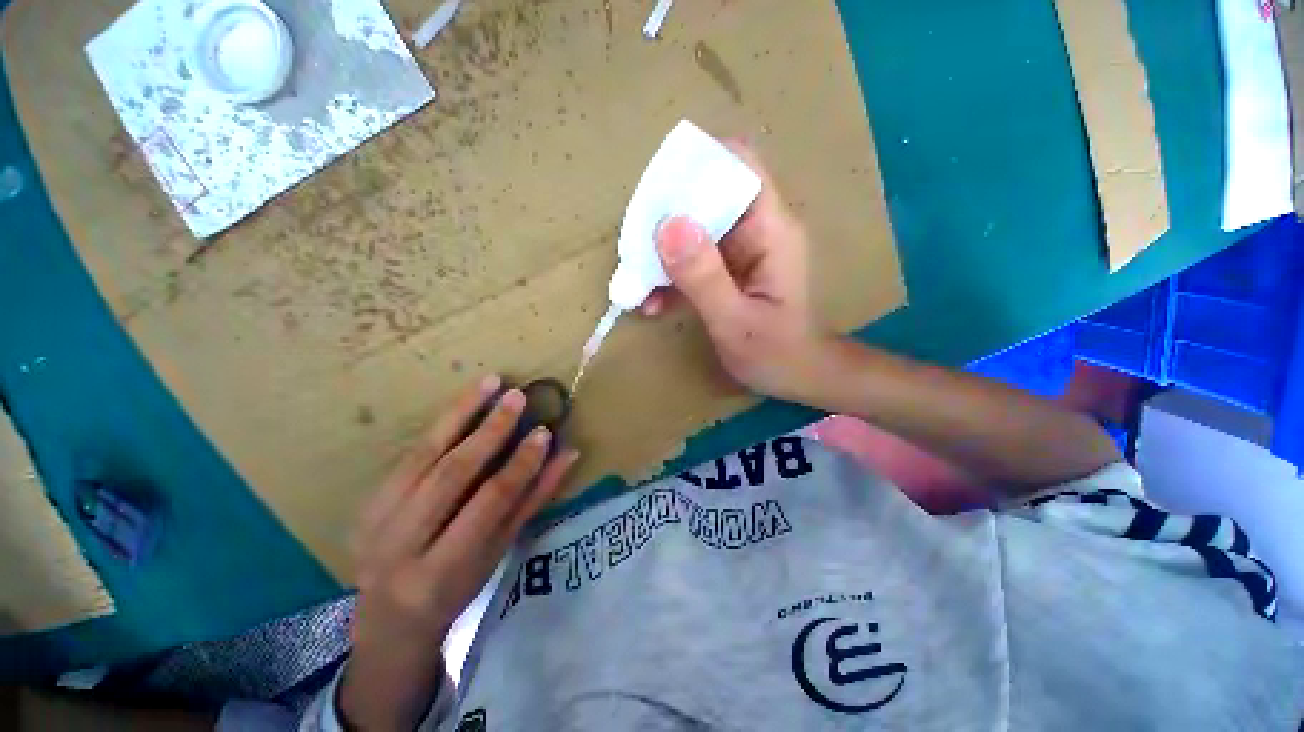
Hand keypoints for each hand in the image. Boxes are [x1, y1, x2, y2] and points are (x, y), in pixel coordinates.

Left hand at [339, 375, 578, 730]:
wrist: (389, 616)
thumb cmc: (458, 587)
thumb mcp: (499, 551)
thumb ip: (534, 500)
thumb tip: (568, 455)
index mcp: (443, 567)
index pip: (490, 502)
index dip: (521, 464)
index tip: (544, 431)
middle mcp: (402, 542)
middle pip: (451, 473)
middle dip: (489, 431)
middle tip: (517, 397)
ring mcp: (376, 518)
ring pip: (423, 454)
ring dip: (460, 413)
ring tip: (490, 382)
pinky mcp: (366, 501)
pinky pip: (408, 453)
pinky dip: (440, 424)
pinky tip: (463, 402)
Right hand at [643, 141, 833, 401]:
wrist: (797, 376)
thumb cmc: (777, 354)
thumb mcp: (735, 321)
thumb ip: (704, 278)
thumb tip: (666, 226)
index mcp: (770, 231)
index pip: (739, 166)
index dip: (698, 164)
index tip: (655, 192)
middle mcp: (757, 230)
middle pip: (708, 196)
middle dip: (668, 217)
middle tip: (635, 249)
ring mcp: (741, 250)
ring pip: (695, 230)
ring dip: (663, 251)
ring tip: (637, 282)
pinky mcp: (729, 270)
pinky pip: (694, 259)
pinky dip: (672, 274)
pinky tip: (653, 301)